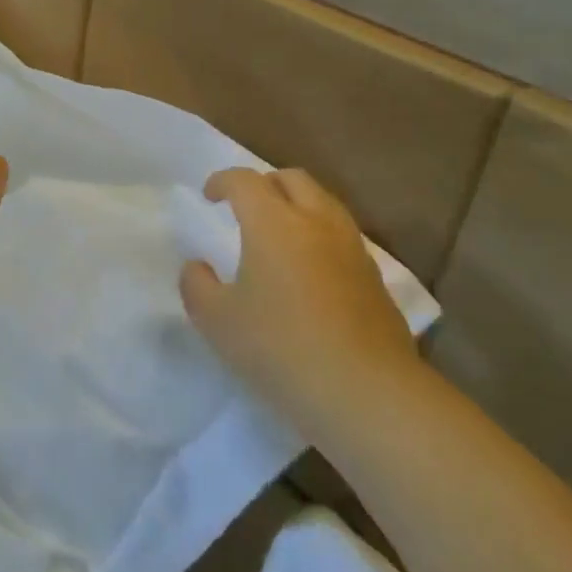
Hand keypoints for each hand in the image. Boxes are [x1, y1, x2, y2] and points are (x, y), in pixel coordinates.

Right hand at [180, 167, 419, 432]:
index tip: (209, 196)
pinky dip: (320, 236)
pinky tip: (309, 271)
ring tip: (279, 235)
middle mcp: (316, 223)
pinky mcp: (375, 278)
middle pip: (292, 179)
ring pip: (324, 203)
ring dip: (297, 206)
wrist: (367, 393)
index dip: (222, 181)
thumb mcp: (217, 322)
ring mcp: (352, 248)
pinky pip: (342, 236)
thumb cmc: (281, 349)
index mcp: (273, 223)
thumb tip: (197, 267)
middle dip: (265, 184)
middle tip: (245, 208)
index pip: (245, 180)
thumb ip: (197, 286)